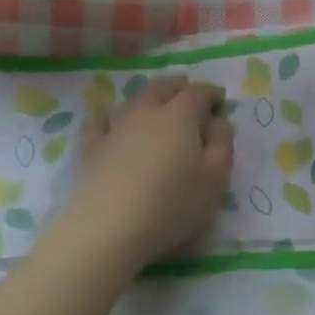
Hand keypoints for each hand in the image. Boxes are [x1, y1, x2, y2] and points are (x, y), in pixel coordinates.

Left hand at [65, 74, 234, 266]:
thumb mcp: (216, 177)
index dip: (211, 93)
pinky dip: (109, 117)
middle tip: (190, 93)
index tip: (221, 101)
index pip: (198, 93)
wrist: (110, 228)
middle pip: (162, 87)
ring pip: (132, 100)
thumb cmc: (173, 203)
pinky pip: (99, 121)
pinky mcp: (91, 148)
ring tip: (155, 106)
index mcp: (179, 116)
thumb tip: (218, 120)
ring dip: (148, 98)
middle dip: (179, 87)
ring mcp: (115, 127)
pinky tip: (111, 123)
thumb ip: (222, 143)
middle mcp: (146, 112)